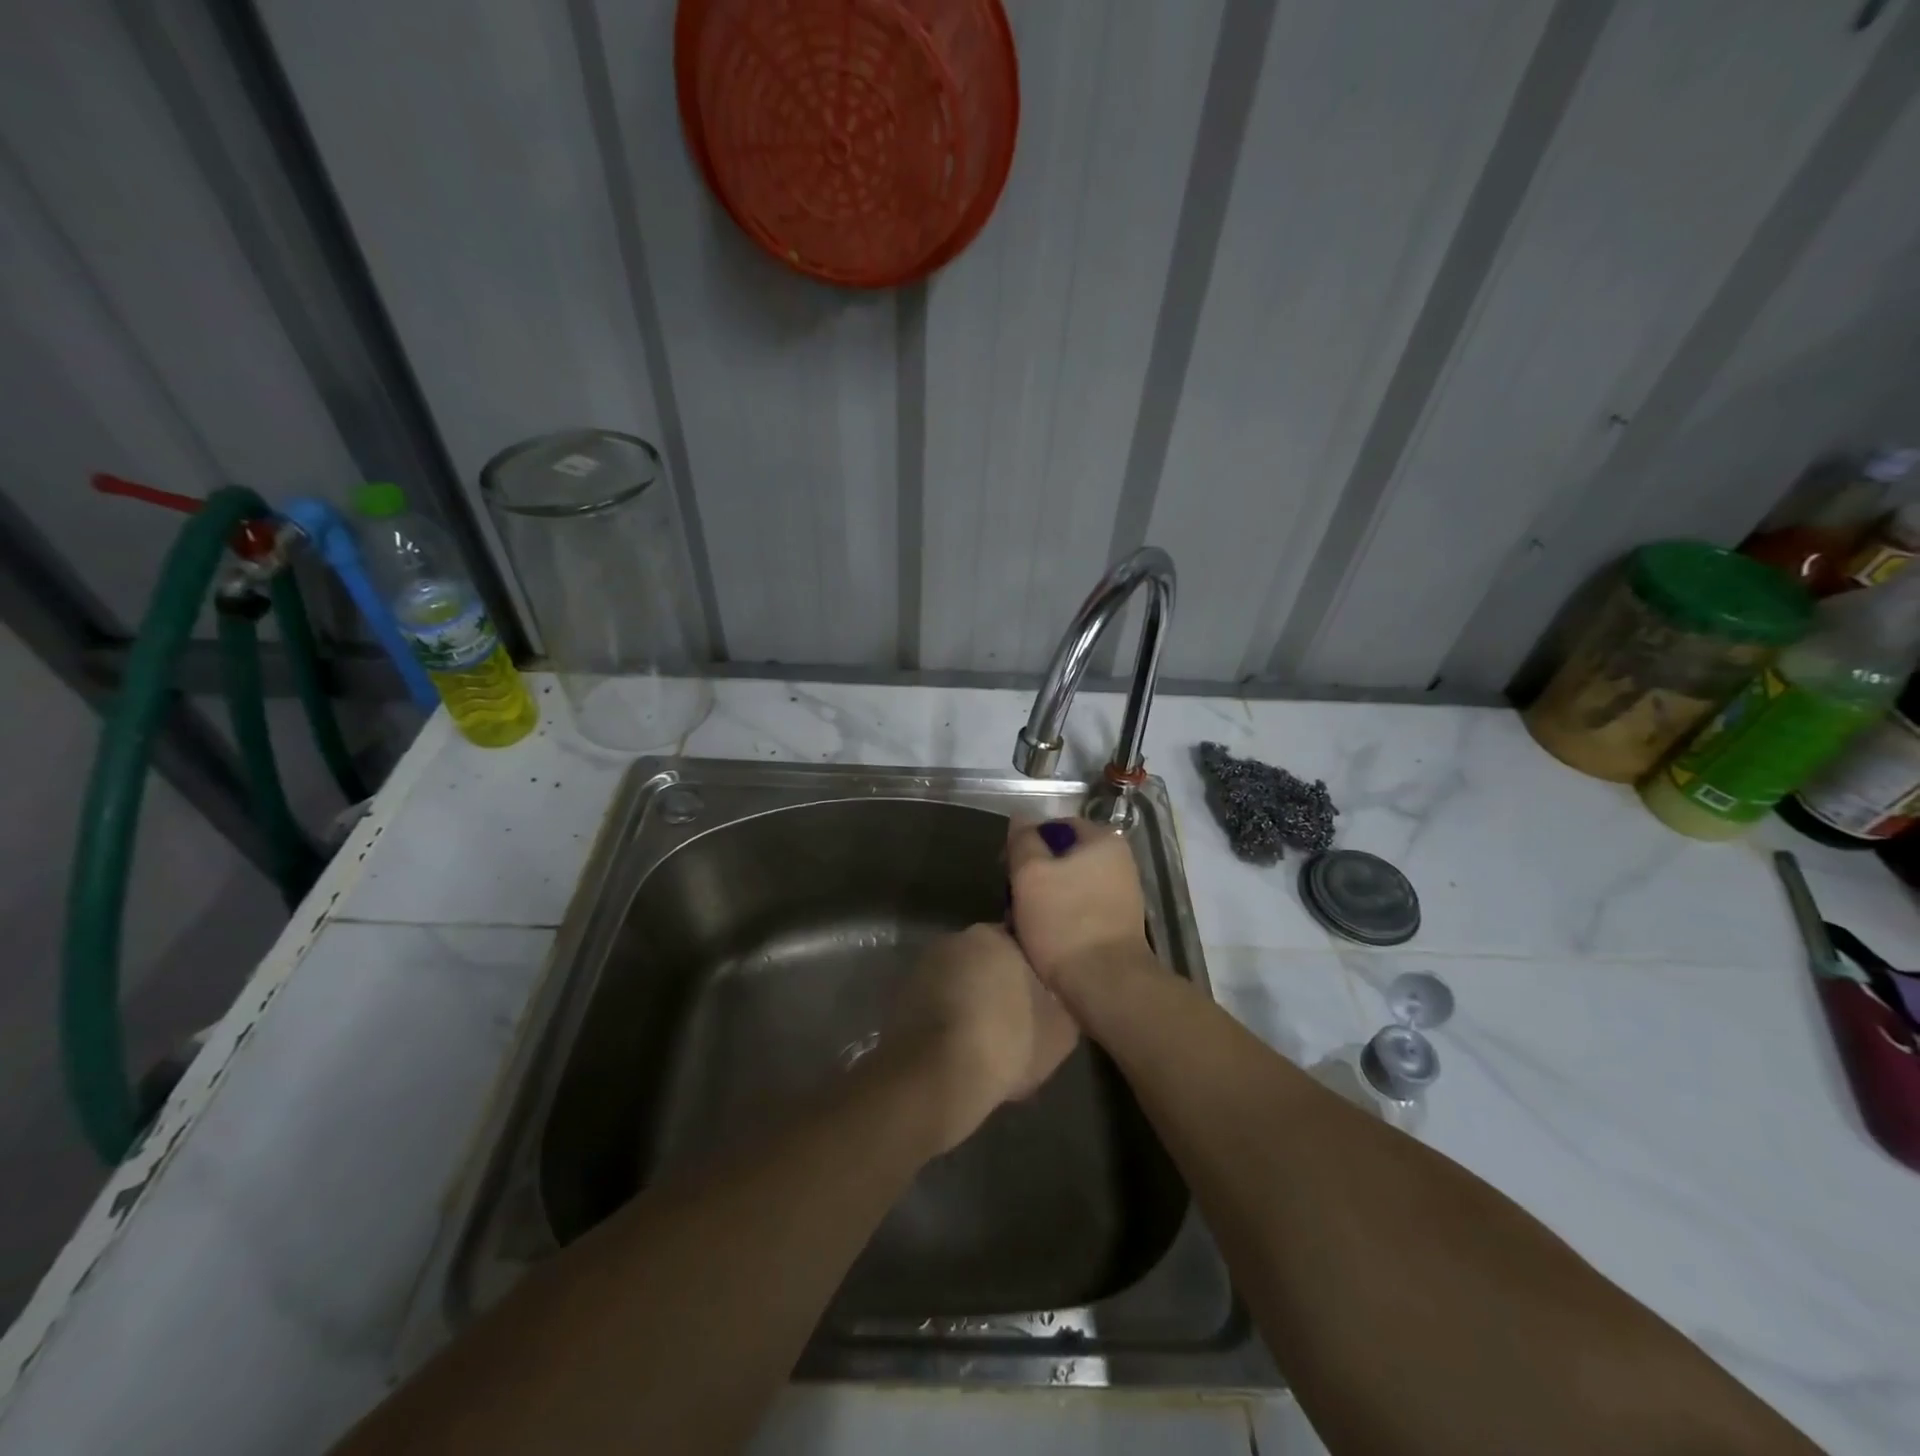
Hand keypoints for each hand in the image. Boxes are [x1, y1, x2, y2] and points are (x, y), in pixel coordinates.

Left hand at [883, 924, 1077, 1152]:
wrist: (936, 1079)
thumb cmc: (1006, 1042)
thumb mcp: (1060, 1028)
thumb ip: (1062, 1000)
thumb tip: (1056, 996)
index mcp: (992, 935)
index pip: (1021, 944)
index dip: (1034, 973)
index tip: (1043, 1000)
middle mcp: (953, 940)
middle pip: (987, 962)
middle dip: (1000, 988)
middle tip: (1019, 1026)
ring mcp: (922, 969)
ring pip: (960, 985)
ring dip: (972, 1006)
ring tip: (989, 1048)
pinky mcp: (900, 1000)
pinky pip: (937, 1009)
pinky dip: (948, 1025)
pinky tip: (962, 1056)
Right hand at [1006, 817, 1155, 1003]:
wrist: (1106, 985)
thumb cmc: (1065, 922)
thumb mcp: (1031, 874)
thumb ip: (1024, 841)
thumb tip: (1021, 817)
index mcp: (1104, 841)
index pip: (1056, 825)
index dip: (1026, 841)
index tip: (1006, 866)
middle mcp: (1120, 862)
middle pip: (1063, 856)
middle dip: (1034, 873)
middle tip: (1011, 896)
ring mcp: (1122, 895)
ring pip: (1069, 885)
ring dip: (1044, 898)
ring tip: (1022, 920)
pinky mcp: (1117, 925)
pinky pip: (1080, 909)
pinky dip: (1060, 917)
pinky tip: (1044, 936)